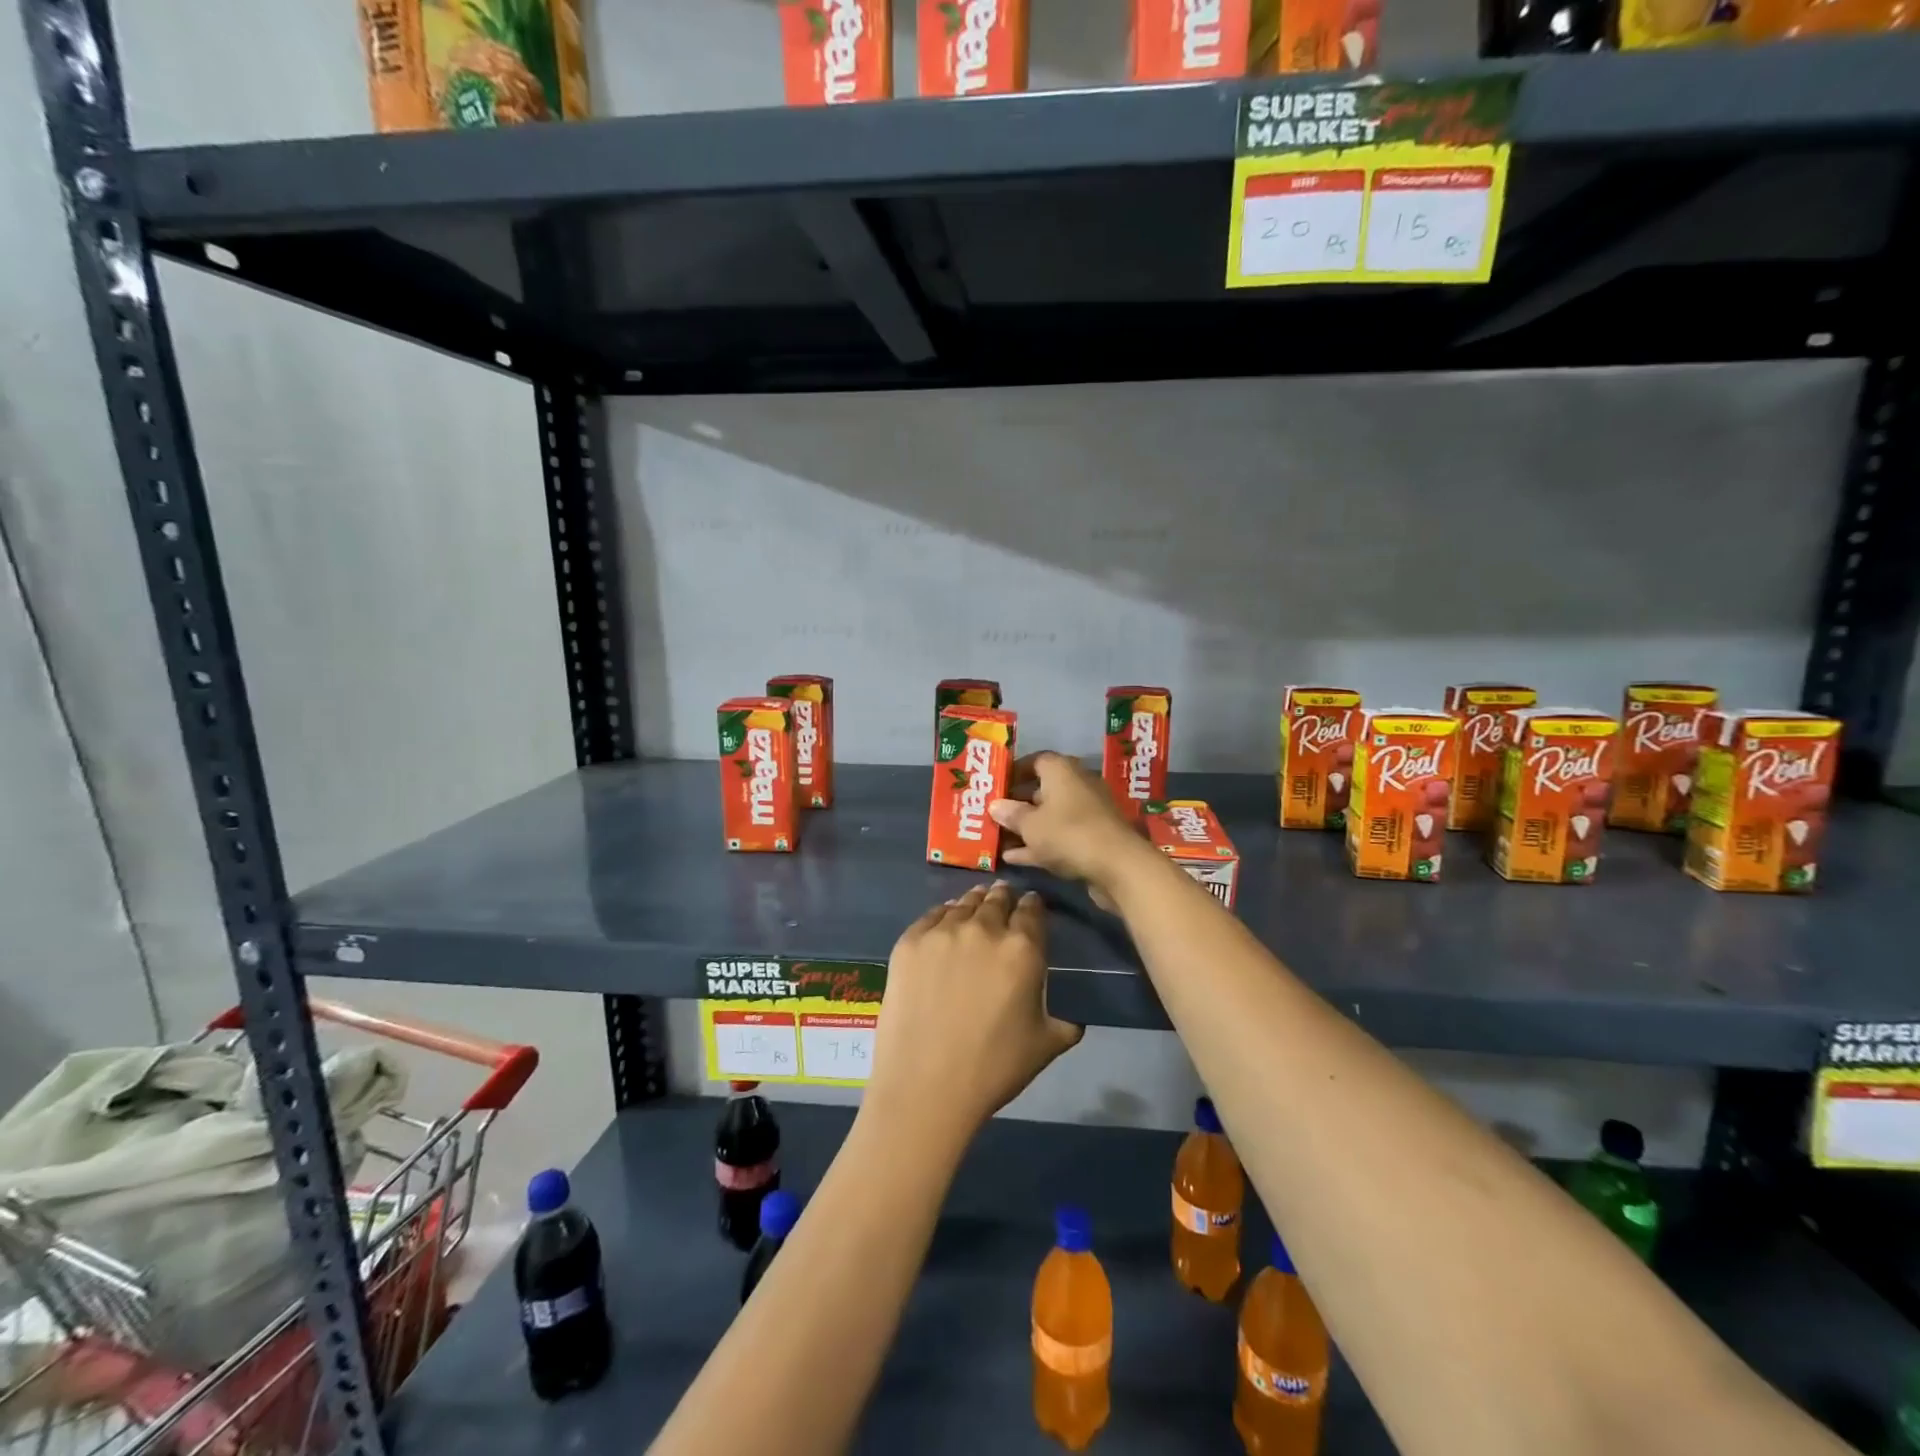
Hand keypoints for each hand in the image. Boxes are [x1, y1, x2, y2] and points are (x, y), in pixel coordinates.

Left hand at [867, 882, 1083, 1144]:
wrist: (925, 1085)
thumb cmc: (993, 1068)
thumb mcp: (1045, 1045)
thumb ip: (1066, 1023)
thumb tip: (1074, 1019)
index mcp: (1023, 949)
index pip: (1032, 910)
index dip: (1033, 905)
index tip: (1031, 907)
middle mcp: (984, 928)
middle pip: (997, 899)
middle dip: (1003, 899)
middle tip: (1003, 903)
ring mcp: (943, 932)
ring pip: (964, 903)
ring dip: (974, 903)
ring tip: (975, 907)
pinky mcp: (910, 941)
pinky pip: (932, 916)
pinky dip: (943, 916)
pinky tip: (944, 923)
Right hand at [987, 751, 1157, 902]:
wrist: (1118, 865)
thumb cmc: (1068, 833)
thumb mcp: (1030, 825)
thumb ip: (1011, 814)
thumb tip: (995, 805)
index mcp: (1061, 770)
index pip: (1035, 760)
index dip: (1014, 771)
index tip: (995, 786)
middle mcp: (1076, 785)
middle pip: (1042, 789)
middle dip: (1017, 803)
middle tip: (993, 814)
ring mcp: (1087, 813)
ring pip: (1050, 816)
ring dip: (1027, 827)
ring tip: (999, 839)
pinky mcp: (1092, 838)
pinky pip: (1060, 836)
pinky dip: (1040, 844)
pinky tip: (1014, 858)